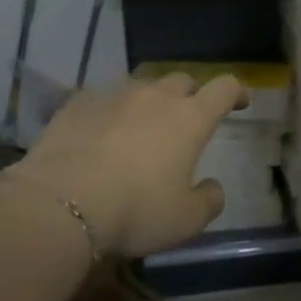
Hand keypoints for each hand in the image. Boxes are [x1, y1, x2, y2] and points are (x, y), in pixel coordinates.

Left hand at [9, 72, 243, 257]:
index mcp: (190, 119)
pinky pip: (102, 98)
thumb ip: (208, 200)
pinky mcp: (77, 103)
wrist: (61, 202)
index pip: (224, 88)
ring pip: (140, 86)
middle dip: (190, 95)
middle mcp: (155, 97)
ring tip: (140, 126)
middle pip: (182, 80)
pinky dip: (110, 111)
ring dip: (148, 101)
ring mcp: (113, 95)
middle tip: (186, 119)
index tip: (239, 102)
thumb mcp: (186, 220)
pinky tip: (100, 132)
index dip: (236, 91)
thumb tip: (211, 187)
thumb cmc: (135, 211)